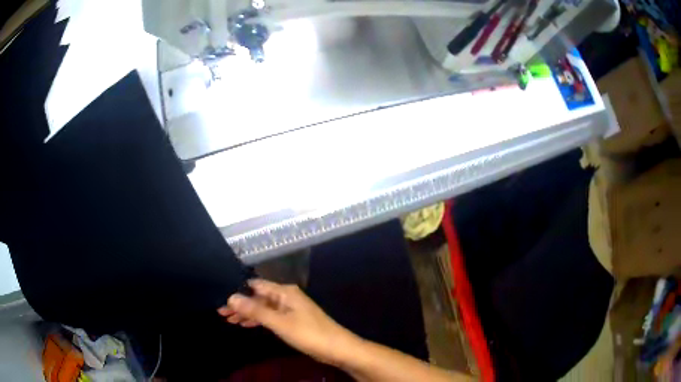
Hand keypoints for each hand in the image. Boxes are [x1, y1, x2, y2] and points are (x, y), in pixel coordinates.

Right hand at [218, 279, 359, 365]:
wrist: (337, 349)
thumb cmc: (309, 334)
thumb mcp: (279, 323)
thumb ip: (255, 310)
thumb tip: (231, 297)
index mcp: (285, 292)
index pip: (255, 285)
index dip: (238, 291)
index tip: (220, 297)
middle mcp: (286, 297)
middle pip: (258, 297)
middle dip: (240, 304)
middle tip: (220, 312)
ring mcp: (290, 309)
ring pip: (263, 308)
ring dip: (247, 313)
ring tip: (228, 320)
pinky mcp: (293, 321)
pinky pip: (271, 316)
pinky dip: (258, 320)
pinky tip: (246, 324)